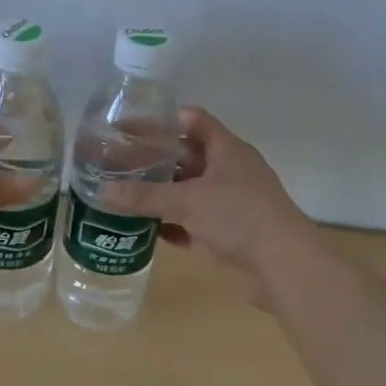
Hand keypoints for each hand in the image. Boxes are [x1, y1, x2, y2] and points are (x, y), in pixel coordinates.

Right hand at [99, 107, 316, 302]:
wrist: (284, 266)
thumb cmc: (240, 217)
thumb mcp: (188, 201)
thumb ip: (145, 196)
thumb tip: (100, 191)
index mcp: (227, 150)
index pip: (192, 120)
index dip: (162, 119)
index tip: (128, 126)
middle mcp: (228, 172)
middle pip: (185, 157)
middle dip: (152, 159)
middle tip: (115, 162)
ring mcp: (229, 204)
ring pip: (186, 191)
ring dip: (158, 193)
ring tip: (121, 193)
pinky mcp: (226, 234)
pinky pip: (190, 223)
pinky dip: (169, 224)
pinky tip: (142, 228)